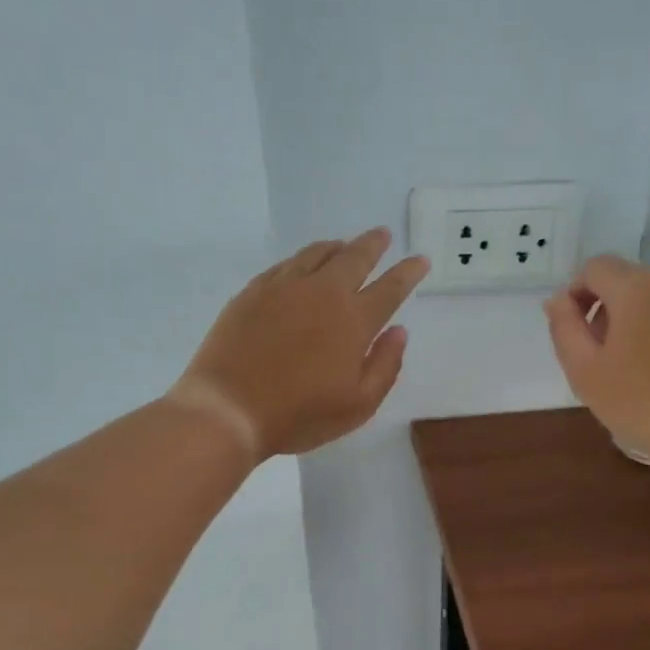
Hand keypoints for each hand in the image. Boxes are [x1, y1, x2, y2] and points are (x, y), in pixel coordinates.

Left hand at [170, 229, 428, 459]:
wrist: (229, 408)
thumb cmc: (300, 415)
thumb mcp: (357, 405)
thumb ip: (385, 367)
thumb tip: (398, 332)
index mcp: (353, 321)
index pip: (390, 289)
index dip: (408, 273)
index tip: (420, 259)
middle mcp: (322, 293)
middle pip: (354, 258)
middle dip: (373, 245)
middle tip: (383, 235)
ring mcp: (284, 288)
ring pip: (317, 254)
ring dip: (338, 247)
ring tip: (346, 244)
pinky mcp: (253, 292)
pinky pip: (286, 264)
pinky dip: (304, 258)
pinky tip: (304, 263)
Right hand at [544, 256, 649, 483]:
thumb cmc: (646, 405)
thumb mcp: (587, 374)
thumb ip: (565, 329)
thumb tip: (558, 299)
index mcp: (638, 287)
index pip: (595, 268)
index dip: (578, 294)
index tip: (577, 333)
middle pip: (633, 284)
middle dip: (614, 313)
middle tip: (610, 361)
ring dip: (649, 324)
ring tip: (648, 371)